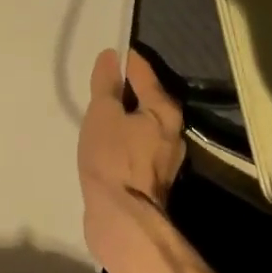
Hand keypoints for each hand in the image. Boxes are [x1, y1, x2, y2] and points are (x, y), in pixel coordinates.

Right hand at [77, 49, 184, 261]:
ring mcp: (165, 158)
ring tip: (99, 113)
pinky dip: (123, 138)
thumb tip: (111, 56)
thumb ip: (106, 85)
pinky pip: (137, 145)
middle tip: (98, 82)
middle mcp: (173, 131)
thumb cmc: (112, 159)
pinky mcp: (153, 179)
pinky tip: (106, 143)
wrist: (122, 220)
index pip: (143, 71)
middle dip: (126, 89)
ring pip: (143, 124)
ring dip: (125, 117)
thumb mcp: (102, 115)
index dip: (124, 59)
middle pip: (148, 98)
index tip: (107, 52)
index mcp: (165, 110)